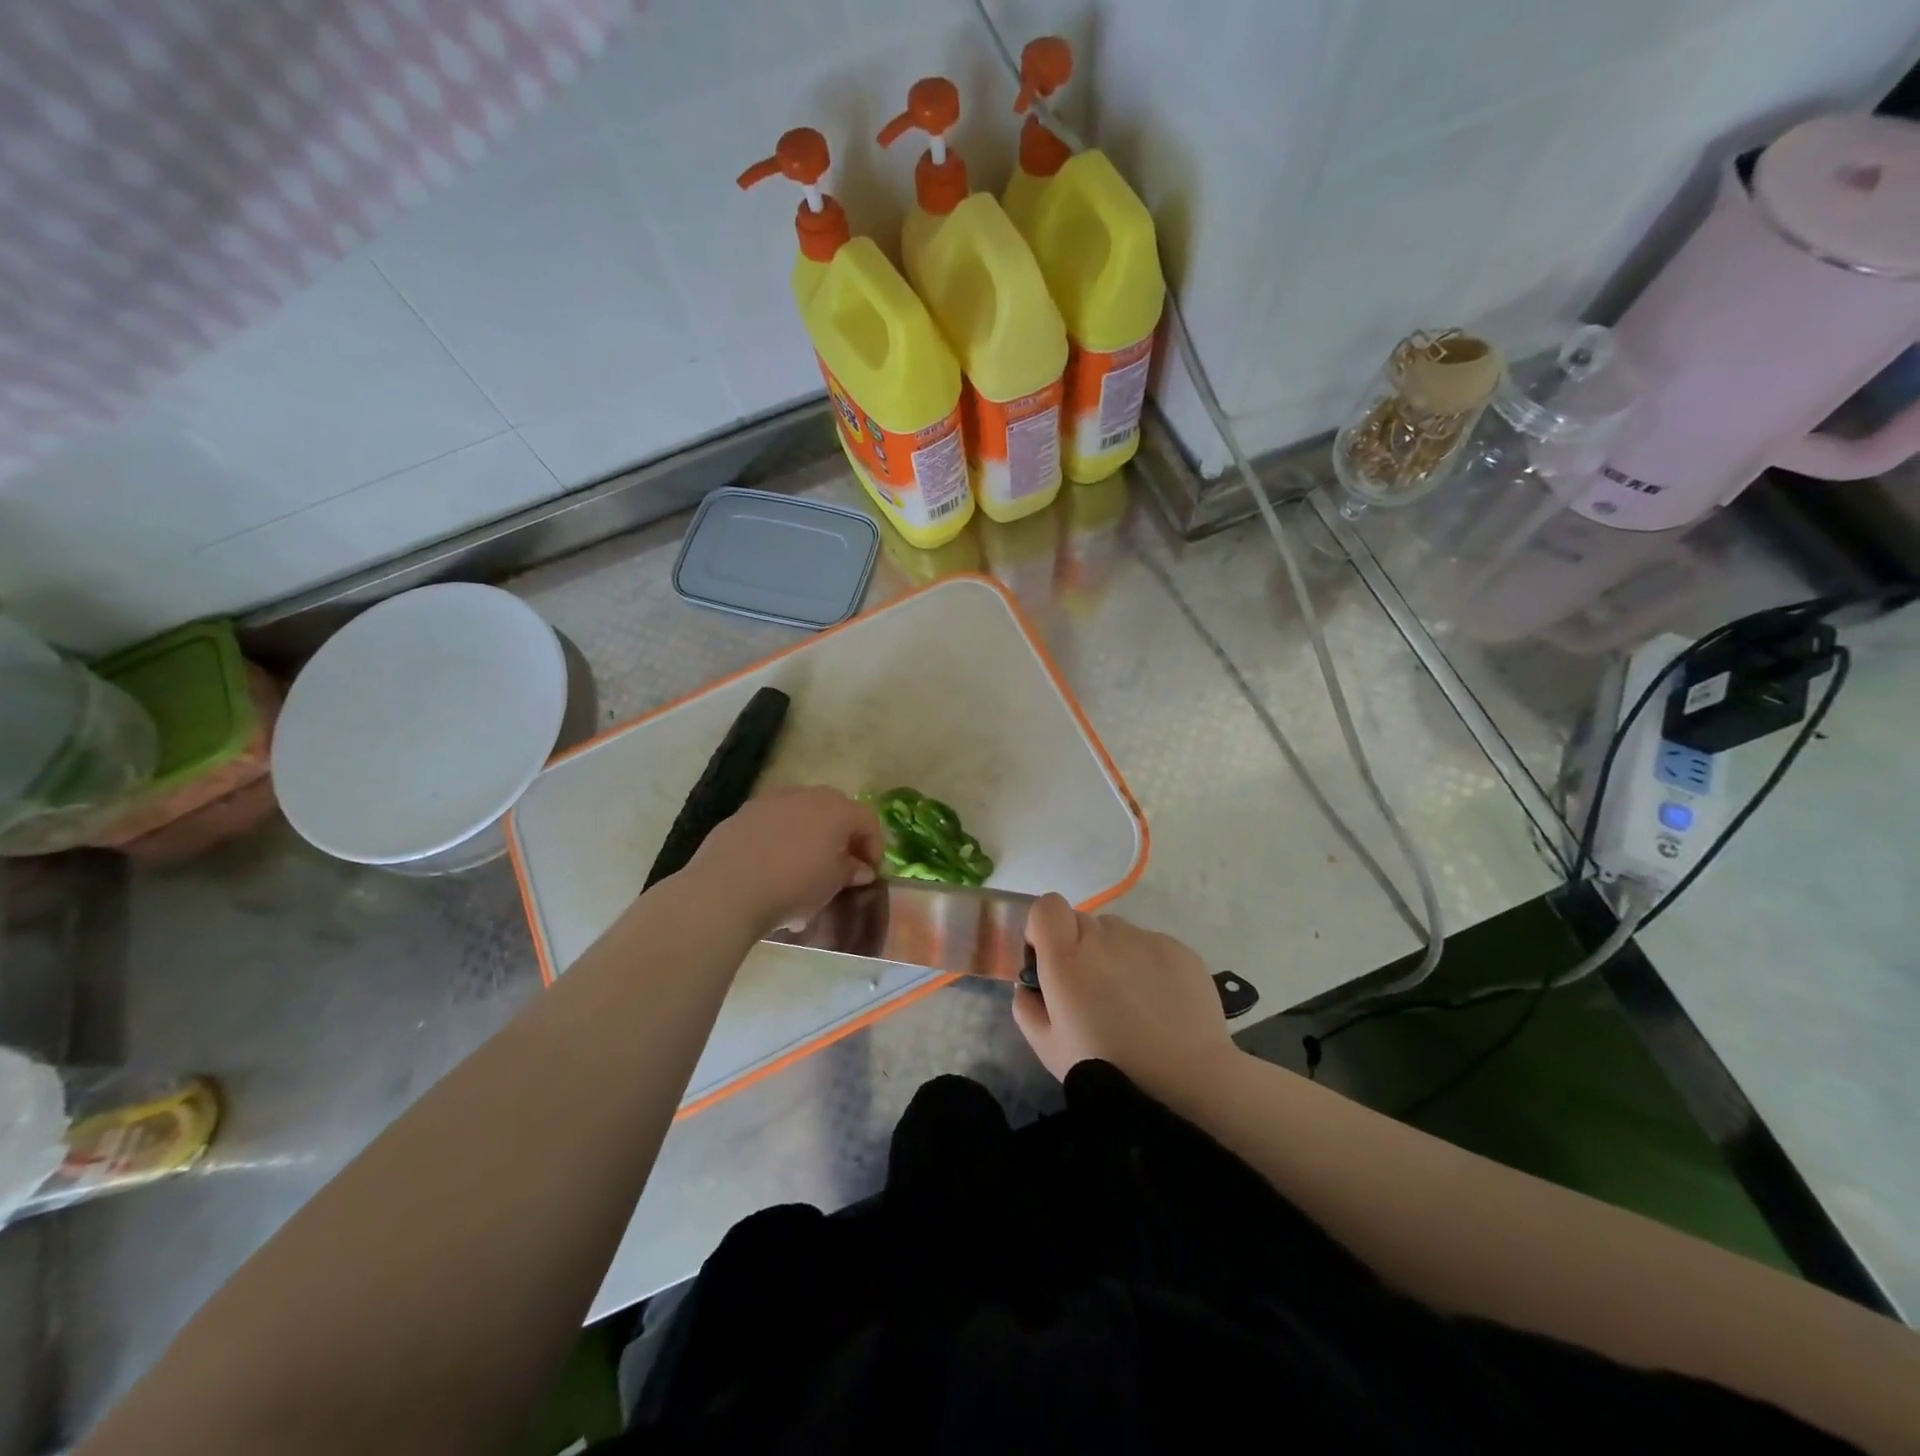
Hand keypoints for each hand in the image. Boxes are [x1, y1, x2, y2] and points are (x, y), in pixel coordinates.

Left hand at [684, 786, 883, 936]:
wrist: (726, 890)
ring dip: (809, 837)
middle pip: (834, 811)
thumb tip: (859, 868)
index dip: (874, 846)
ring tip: (803, 870)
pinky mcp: (742, 814)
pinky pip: (772, 824)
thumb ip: (850, 871)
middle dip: (841, 837)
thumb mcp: (831, 884)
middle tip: (840, 866)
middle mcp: (805, 795)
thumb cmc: (793, 886)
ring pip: (800, 815)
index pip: (867, 819)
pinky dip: (779, 840)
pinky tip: (771, 870)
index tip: (870, 872)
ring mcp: (770, 801)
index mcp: (836, 809)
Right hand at [1012, 893, 1234, 1094]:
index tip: (1049, 958)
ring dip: (1114, 954)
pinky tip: (1159, 1002)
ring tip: (1130, 999)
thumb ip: (1026, 1007)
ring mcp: (1144, 940)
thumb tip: (1028, 985)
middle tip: (1091, 990)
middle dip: (1079, 947)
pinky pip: (1150, 945)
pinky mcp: (1178, 949)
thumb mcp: (1048, 1048)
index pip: (1047, 906)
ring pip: (1117, 933)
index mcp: (1066, 958)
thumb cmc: (1107, 1069)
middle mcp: (1104, 938)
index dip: (1044, 927)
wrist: (1186, 1083)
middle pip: (1082, 921)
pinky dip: (1147, 964)